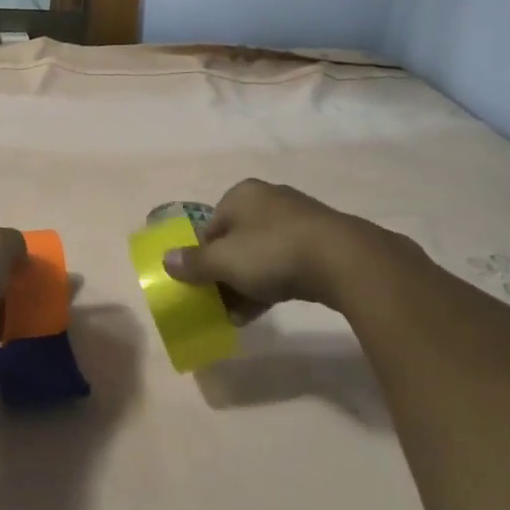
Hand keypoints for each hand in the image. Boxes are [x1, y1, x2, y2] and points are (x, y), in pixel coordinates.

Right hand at [163, 179, 388, 313]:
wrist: (344, 260)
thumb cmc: (273, 252)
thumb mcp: (225, 261)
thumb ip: (194, 262)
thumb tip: (166, 259)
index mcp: (241, 194)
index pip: (210, 226)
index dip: (202, 258)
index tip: (203, 287)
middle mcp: (268, 199)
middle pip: (236, 240)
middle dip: (226, 274)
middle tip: (222, 304)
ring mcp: (298, 219)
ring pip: (261, 253)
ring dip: (248, 283)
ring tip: (242, 314)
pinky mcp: (321, 240)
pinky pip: (286, 262)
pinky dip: (274, 282)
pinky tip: (269, 307)